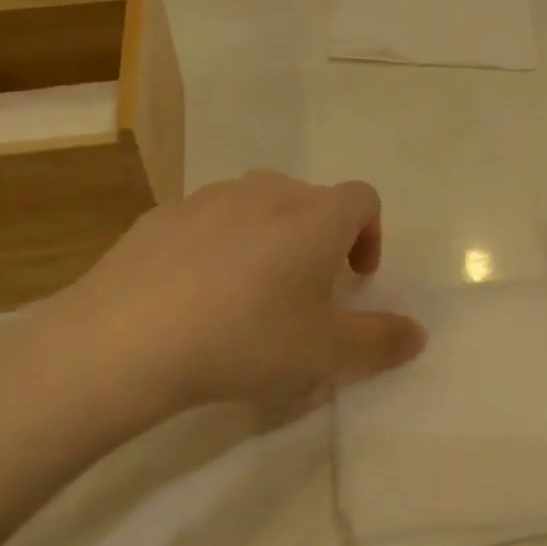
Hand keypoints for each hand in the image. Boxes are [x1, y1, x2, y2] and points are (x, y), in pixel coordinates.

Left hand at [0, 171, 425, 448]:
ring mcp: (209, 198)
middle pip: (310, 201)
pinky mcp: (161, 215)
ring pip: (257, 207)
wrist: (127, 338)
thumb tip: (418, 334)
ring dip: (269, 239)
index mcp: (315, 216)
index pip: (363, 200)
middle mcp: (267, 192)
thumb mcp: (326, 353)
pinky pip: (208, 222)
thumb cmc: (246, 338)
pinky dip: (218, 247)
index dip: (370, 235)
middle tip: (306, 293)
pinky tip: (196, 295)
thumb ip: (381, 341)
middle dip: (319, 240)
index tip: (356, 278)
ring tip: (251, 294)